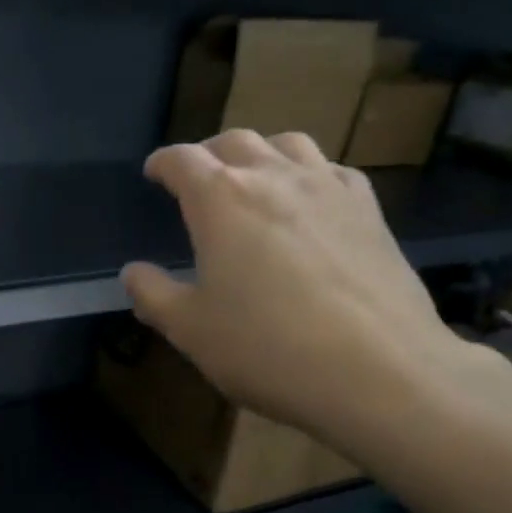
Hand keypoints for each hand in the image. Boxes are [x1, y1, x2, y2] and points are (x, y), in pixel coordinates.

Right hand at [121, 130, 474, 448]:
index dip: (163, 163)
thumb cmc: (267, 348)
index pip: (182, 159)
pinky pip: (333, 170)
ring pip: (289, 143)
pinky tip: (311, 203)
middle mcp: (274, 177)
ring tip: (255, 179)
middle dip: (209, 154)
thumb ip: (154, 295)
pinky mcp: (370, 211)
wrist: (378, 371)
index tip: (154, 173)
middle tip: (199, 179)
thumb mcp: (191, 330)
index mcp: (220, 199)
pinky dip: (310, 174)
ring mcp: (328, 188)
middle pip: (235, 141)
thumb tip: (133, 272)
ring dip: (262, 153)